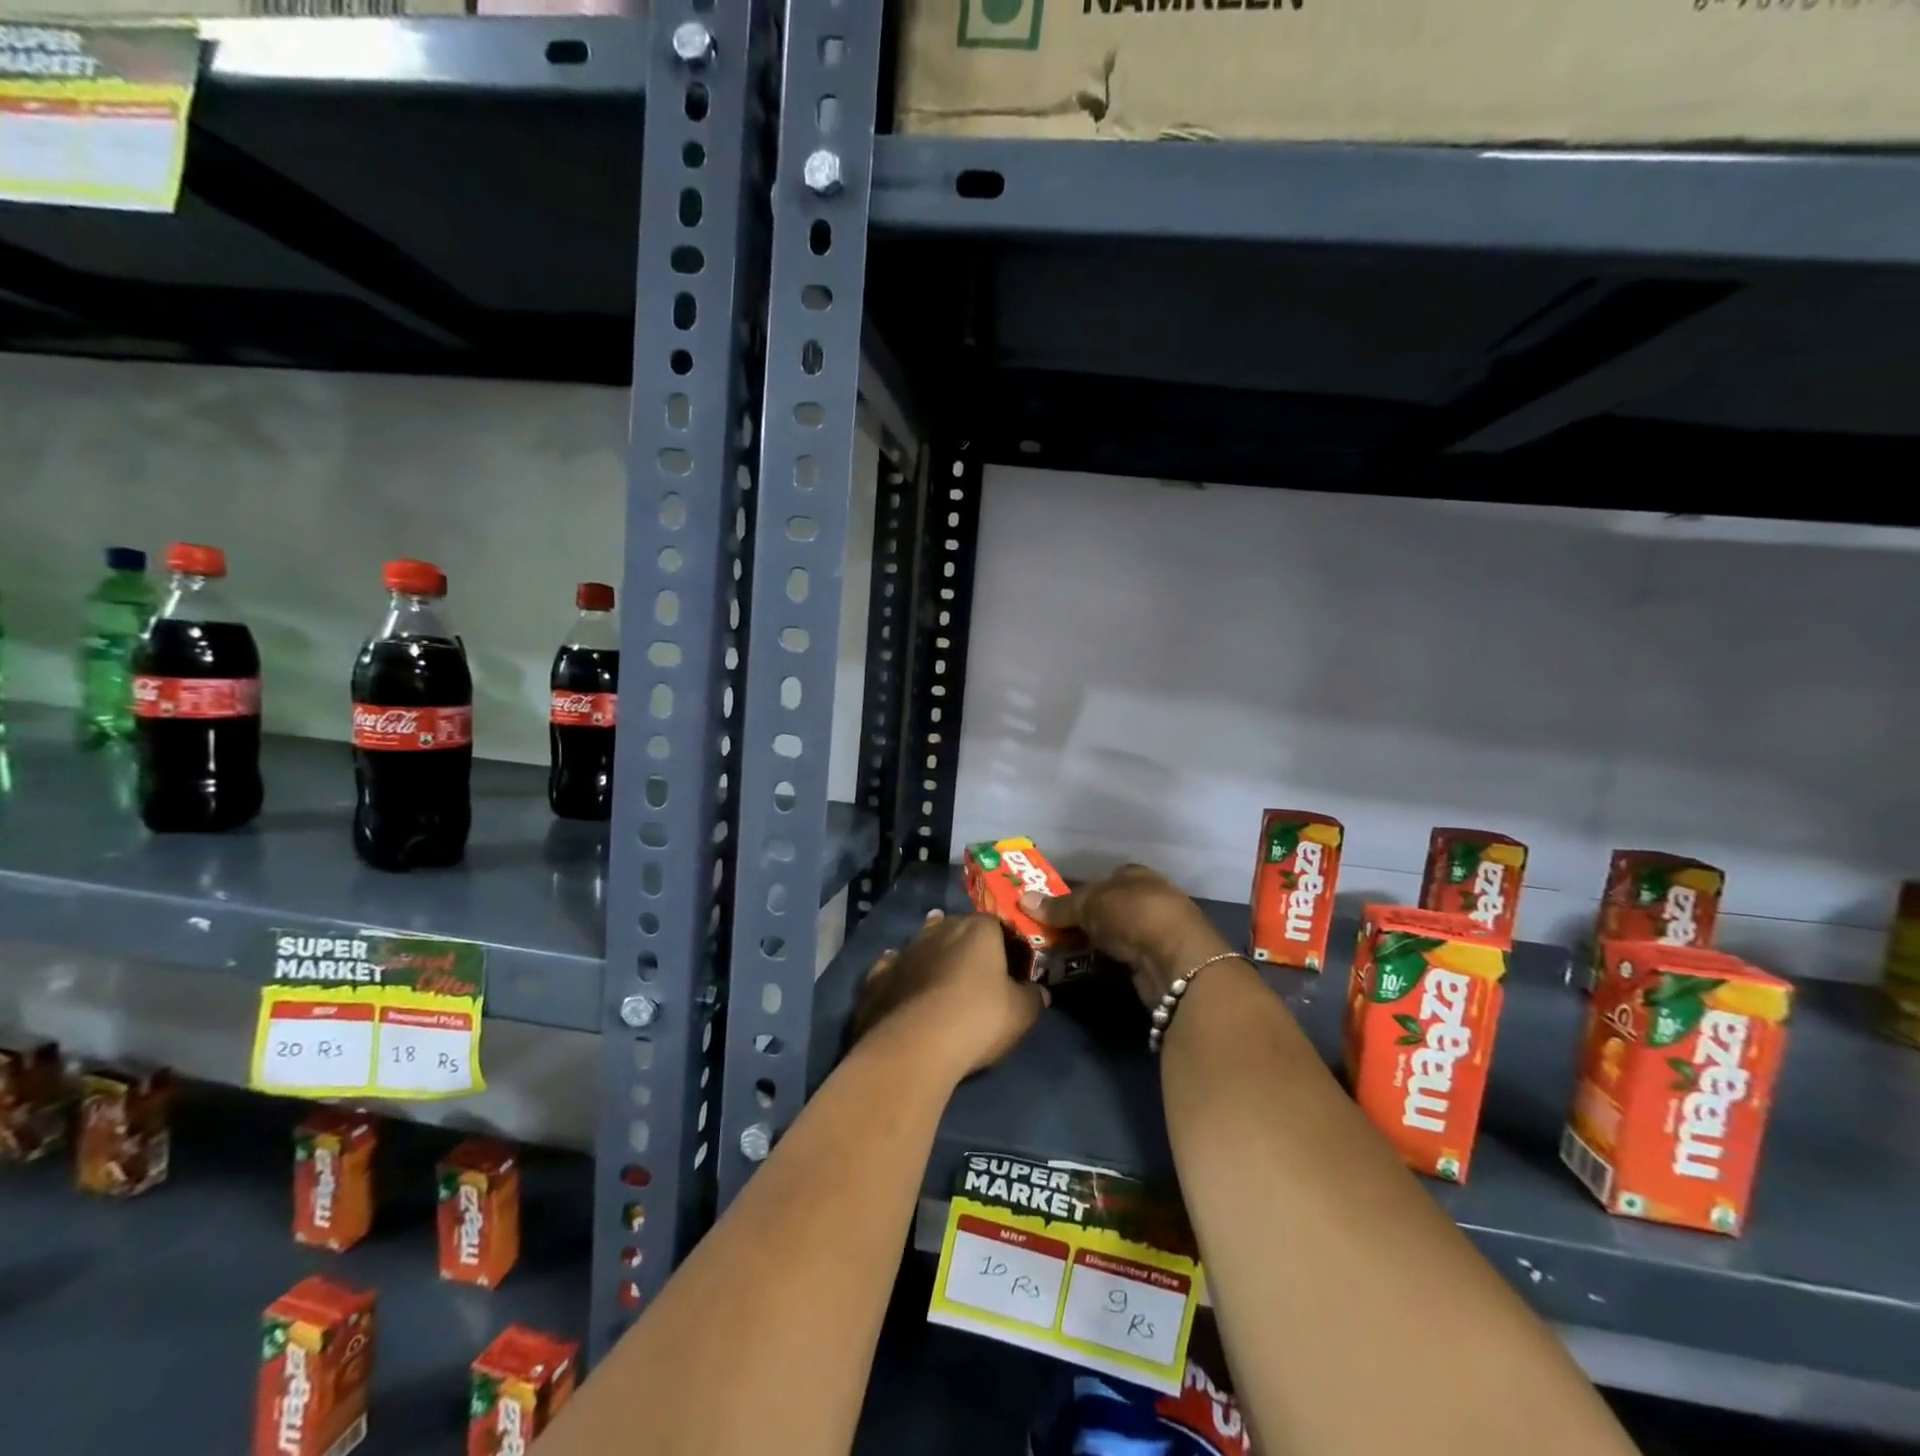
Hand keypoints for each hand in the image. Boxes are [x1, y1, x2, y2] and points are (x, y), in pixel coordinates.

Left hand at [850, 910, 1048, 1077]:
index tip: (1012, 964)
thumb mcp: (1021, 1013)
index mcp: (978, 930)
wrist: (915, 1045)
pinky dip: (898, 971)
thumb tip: (1039, 992)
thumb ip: (1032, 998)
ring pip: (922, 942)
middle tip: (976, 968)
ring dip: (931, 952)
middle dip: (966, 943)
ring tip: (939, 966)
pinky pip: (892, 967)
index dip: (1006, 943)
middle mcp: (940, 929)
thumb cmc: (978, 1019)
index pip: (997, 924)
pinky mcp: (878, 977)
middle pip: (957, 927)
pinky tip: (900, 977)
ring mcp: (905, 951)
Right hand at [1020, 863, 1232, 1008]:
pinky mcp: (1154, 963)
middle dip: (1082, 919)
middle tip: (1048, 930)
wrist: (1177, 961)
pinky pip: (1119, 959)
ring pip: (1112, 935)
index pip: (1104, 878)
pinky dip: (1101, 963)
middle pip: (1107, 907)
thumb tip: (1022, 899)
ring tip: (1056, 951)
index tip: (1054, 904)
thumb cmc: (1133, 915)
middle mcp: (1148, 899)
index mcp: (1136, 876)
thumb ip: (1058, 906)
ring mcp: (1153, 933)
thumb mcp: (1089, 904)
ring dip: (1090, 943)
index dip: (1080, 889)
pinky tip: (1081, 968)